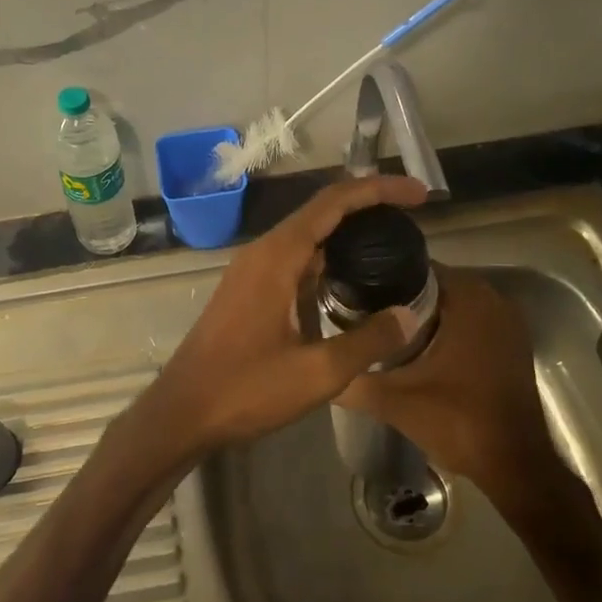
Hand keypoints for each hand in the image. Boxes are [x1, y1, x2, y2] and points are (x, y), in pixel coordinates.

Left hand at [114, 174, 428, 476]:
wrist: (182, 412)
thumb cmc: (245, 389)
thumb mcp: (317, 372)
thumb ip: (367, 341)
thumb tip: (408, 316)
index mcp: (278, 256)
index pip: (334, 202)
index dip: (378, 189)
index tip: (419, 194)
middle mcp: (263, 252)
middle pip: (321, 211)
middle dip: (368, 205)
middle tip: (413, 215)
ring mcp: (252, 270)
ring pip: (307, 235)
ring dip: (347, 231)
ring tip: (391, 241)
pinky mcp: (248, 290)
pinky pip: (294, 258)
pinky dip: (327, 257)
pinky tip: (351, 279)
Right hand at [337, 266, 585, 513]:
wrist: (515, 465)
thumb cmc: (459, 421)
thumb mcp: (395, 401)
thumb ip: (353, 380)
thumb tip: (320, 366)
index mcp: (469, 298)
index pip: (415, 268)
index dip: (381, 280)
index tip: (353, 294)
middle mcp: (493, 299)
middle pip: (432, 285)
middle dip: (398, 299)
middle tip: (361, 315)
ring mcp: (507, 322)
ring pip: (451, 305)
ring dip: (421, 315)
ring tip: (380, 330)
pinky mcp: (510, 344)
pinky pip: (470, 322)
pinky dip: (445, 329)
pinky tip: (416, 350)